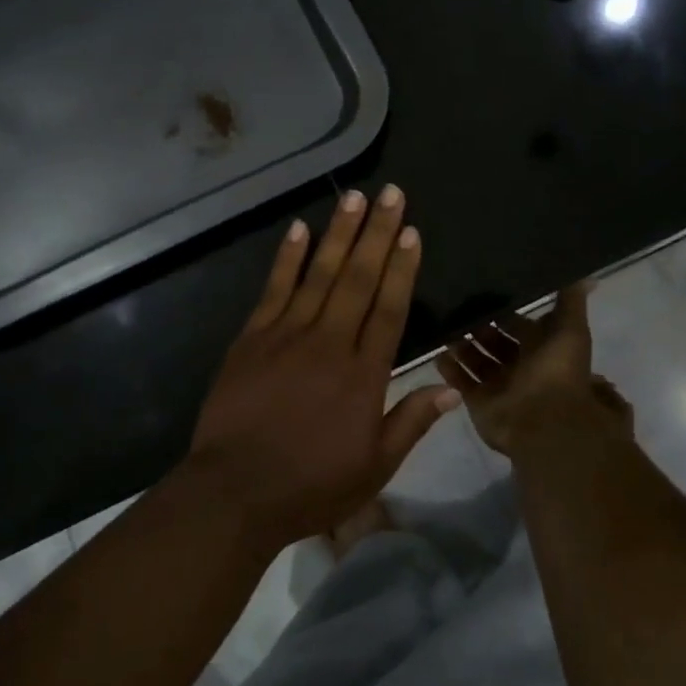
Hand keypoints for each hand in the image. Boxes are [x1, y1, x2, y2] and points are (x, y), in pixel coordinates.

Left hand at [181, 185, 459, 550]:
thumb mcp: (374, 467)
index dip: (402, 268)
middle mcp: (329, 343)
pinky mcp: (252, 338)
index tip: (411, 232)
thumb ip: (411, 422)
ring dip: (338, 233)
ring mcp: (286, 335)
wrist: (235, 491)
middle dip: (377, 233)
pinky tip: (299, 230)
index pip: (390, 309)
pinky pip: (274, 289)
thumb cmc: (311, 485)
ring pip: (319, 274)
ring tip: (354, 198)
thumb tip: (450, 388)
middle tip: (391, 194)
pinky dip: (287, 258)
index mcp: (363, 375)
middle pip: (358, 279)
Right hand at [437, 282, 632, 454]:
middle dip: (478, 326)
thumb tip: (586, 276)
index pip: (519, 325)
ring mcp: (499, 386)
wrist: (543, 421)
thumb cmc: (557, 371)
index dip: (504, 312)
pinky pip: (461, 381)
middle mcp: (520, 366)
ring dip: (461, 345)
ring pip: (476, 361)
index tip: (482, 292)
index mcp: (542, 349)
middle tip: (455, 306)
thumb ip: (571, 302)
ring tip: (441, 325)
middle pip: (495, 342)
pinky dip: (450, 368)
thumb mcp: (570, 330)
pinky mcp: (480, 402)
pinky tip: (435, 351)